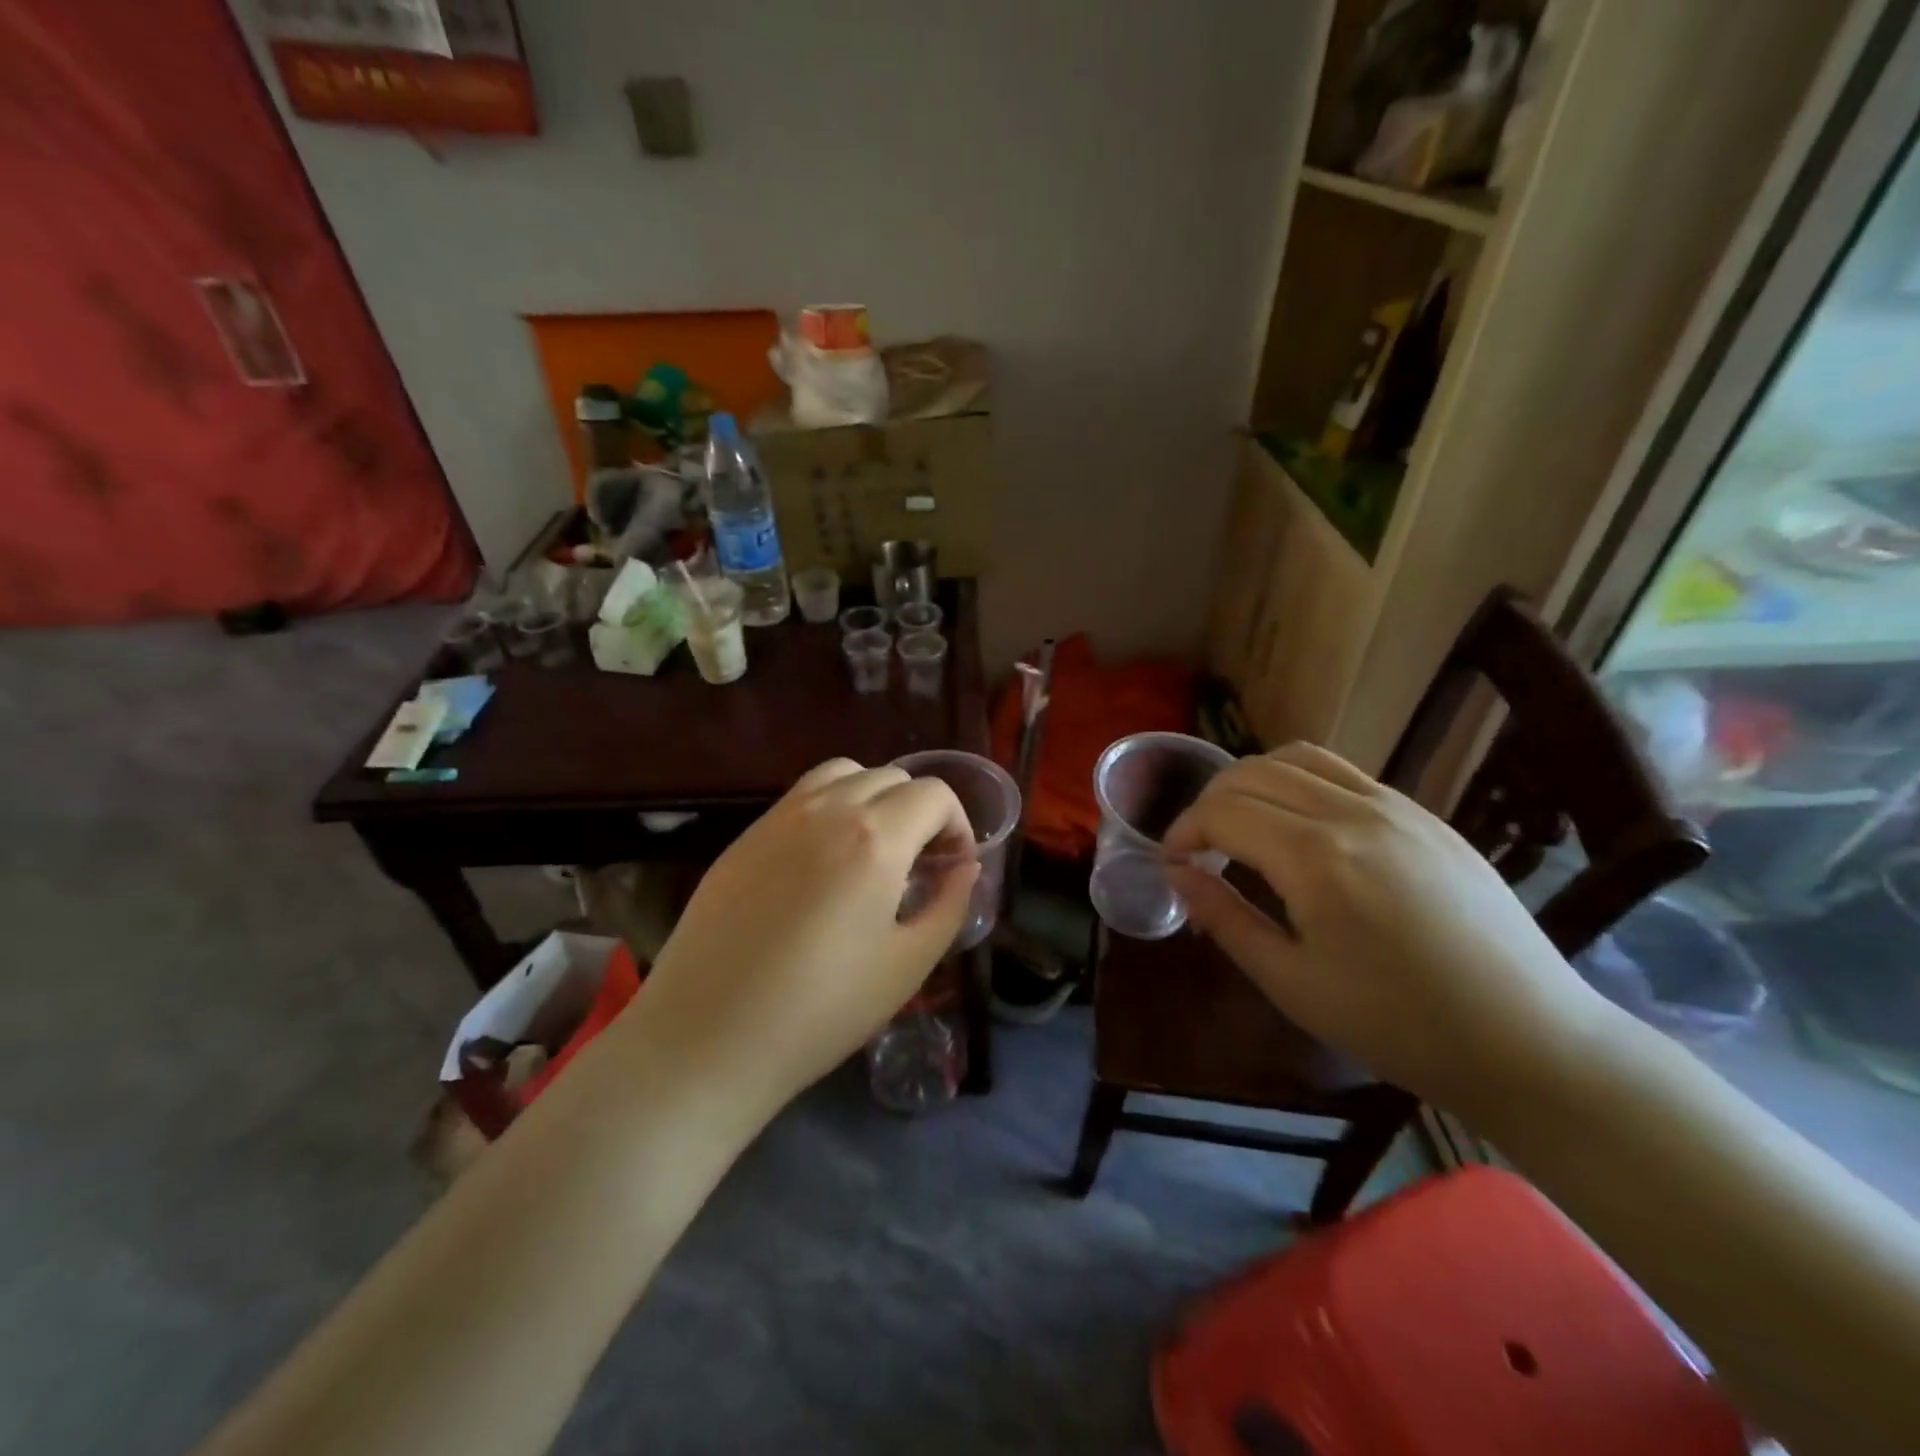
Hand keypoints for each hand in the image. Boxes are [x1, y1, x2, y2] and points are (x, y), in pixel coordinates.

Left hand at [627, 758, 979, 1110]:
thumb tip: (964, 867)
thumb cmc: (821, 1009)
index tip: (953, 866)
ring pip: (842, 774)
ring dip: (872, 797)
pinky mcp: (744, 836)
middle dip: (919, 810)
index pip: (933, 794)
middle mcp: (827, 809)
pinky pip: (800, 797)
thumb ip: (949, 905)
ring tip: (873, 849)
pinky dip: (830, 807)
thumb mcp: (908, 965)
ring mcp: (778, 818)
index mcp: (875, 837)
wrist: (707, 1037)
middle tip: (919, 863)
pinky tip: (823, 863)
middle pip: (890, 776)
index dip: (958, 824)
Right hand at [1163, 742, 1615, 1116]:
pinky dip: (1300, 781)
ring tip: (1243, 825)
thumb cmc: (1398, 1025)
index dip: (1183, 831)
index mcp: (1315, 857)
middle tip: (1199, 848)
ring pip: (1298, 758)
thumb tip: (1176, 873)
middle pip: (1252, 773)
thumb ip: (1224, 918)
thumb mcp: (1292, 983)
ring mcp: (1396, 807)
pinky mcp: (1425, 816)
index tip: (1172, 863)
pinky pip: (1344, 773)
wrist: (1529, 1042)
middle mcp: (1353, 813)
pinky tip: (1301, 827)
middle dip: (1209, 802)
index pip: (1223, 812)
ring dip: (1253, 781)